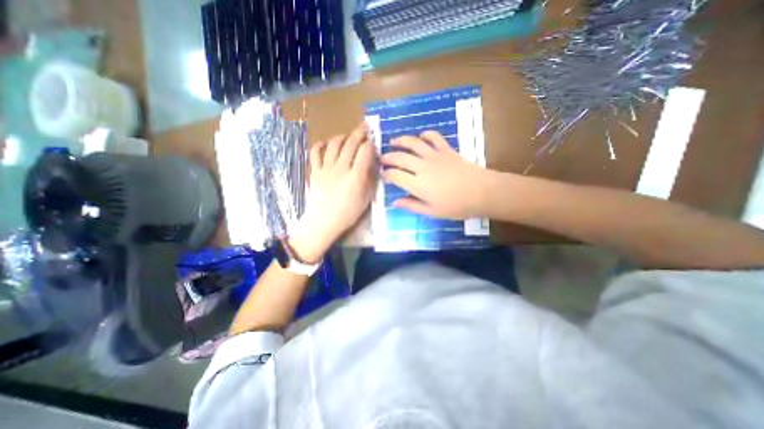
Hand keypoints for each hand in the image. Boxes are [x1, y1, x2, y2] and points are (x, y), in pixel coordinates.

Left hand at [291, 121, 374, 261]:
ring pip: (333, 144)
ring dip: (342, 136)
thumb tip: (372, 164)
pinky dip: (321, 144)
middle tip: (365, 127)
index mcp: (356, 177)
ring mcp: (326, 168)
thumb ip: (370, 180)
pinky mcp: (315, 171)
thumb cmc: (348, 214)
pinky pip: (315, 152)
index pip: (365, 152)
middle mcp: (341, 169)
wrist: (323, 222)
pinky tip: (327, 143)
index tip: (374, 142)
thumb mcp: (366, 199)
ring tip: (348, 136)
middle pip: (350, 143)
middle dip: (359, 133)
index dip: (371, 144)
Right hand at [381, 131, 489, 221]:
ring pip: (413, 143)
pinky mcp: (446, 150)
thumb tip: (395, 202)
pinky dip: (425, 134)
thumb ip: (411, 205)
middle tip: (382, 159)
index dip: (386, 175)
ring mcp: (434, 155)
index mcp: (417, 184)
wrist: (482, 192)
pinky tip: (421, 137)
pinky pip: (433, 137)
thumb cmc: (456, 206)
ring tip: (393, 142)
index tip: (383, 176)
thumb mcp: (431, 211)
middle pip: (400, 157)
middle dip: (388, 157)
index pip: (395, 175)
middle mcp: (422, 166)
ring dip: (401, 141)